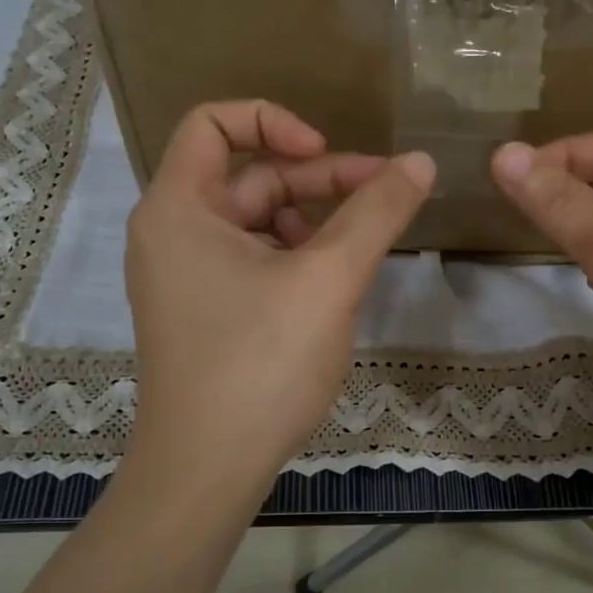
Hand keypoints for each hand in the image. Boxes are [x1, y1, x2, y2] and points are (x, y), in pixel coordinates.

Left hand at [124, 100, 434, 499]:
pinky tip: (334, 286)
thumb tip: (421, 161)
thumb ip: (377, 213)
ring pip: (257, 223)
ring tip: (362, 249)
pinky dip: (295, 259)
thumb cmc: (260, 363)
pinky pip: (253, 262)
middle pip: (249, 176)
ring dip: (313, 222)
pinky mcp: (205, 313)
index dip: (273, 120)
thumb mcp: (329, 279)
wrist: (207, 472)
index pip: (214, 122)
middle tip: (386, 195)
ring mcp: (186, 277)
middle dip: (319, 181)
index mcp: (179, 207)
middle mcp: (171, 233)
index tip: (326, 153)